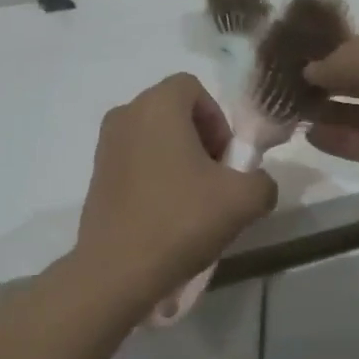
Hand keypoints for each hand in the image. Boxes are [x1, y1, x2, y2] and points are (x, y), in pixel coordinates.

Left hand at [74, 74, 277, 303]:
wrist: (118, 270)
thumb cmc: (181, 220)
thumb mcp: (244, 199)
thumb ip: (262, 179)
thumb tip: (253, 182)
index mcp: (157, 105)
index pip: (193, 87)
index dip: (217, 118)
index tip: (226, 159)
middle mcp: (125, 114)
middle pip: (173, 111)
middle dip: (200, 139)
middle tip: (215, 180)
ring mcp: (105, 145)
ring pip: (153, 137)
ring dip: (178, 159)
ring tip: (192, 201)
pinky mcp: (95, 174)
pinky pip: (135, 160)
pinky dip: (155, 175)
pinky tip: (166, 214)